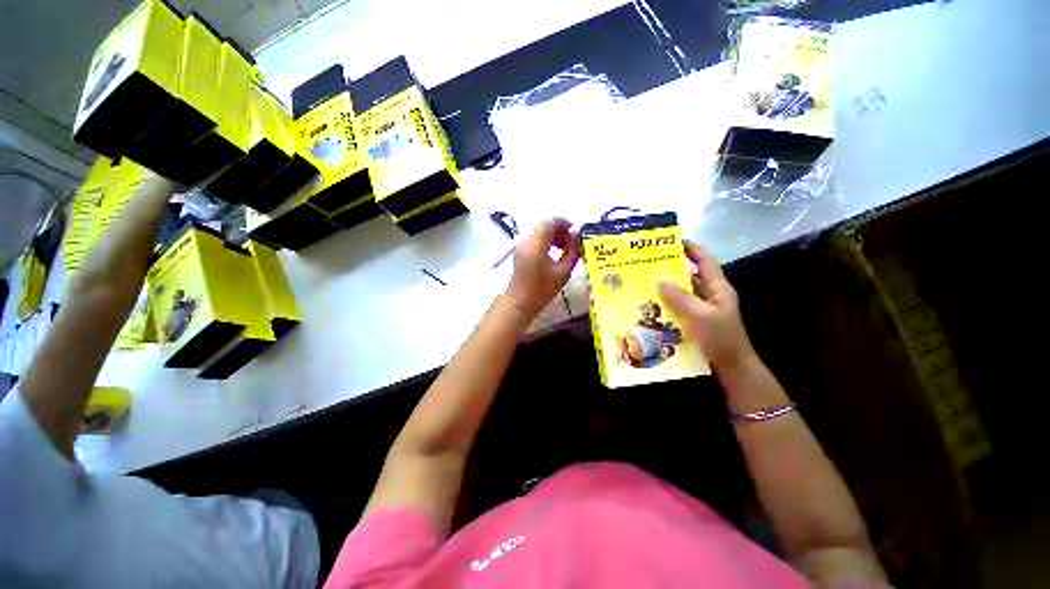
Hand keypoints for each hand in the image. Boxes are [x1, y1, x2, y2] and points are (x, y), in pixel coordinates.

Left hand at [505, 217, 580, 318]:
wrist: (520, 302)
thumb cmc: (543, 290)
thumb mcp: (563, 272)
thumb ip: (572, 250)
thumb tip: (577, 234)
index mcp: (536, 246)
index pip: (550, 222)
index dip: (565, 223)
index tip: (576, 232)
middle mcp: (526, 241)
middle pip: (545, 225)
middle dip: (560, 230)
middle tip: (572, 242)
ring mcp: (521, 245)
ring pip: (540, 231)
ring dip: (554, 235)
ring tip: (565, 249)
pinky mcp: (520, 250)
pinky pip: (535, 238)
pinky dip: (546, 240)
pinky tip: (555, 252)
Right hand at [657, 240, 755, 372]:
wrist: (732, 368)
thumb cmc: (720, 338)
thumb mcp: (700, 315)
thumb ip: (680, 297)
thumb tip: (660, 280)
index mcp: (718, 288)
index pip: (705, 262)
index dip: (692, 249)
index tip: (674, 240)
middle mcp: (711, 296)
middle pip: (692, 276)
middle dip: (673, 268)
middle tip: (651, 263)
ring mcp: (704, 310)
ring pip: (684, 292)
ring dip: (667, 288)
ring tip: (646, 282)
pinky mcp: (696, 322)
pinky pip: (680, 307)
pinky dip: (667, 304)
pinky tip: (652, 306)